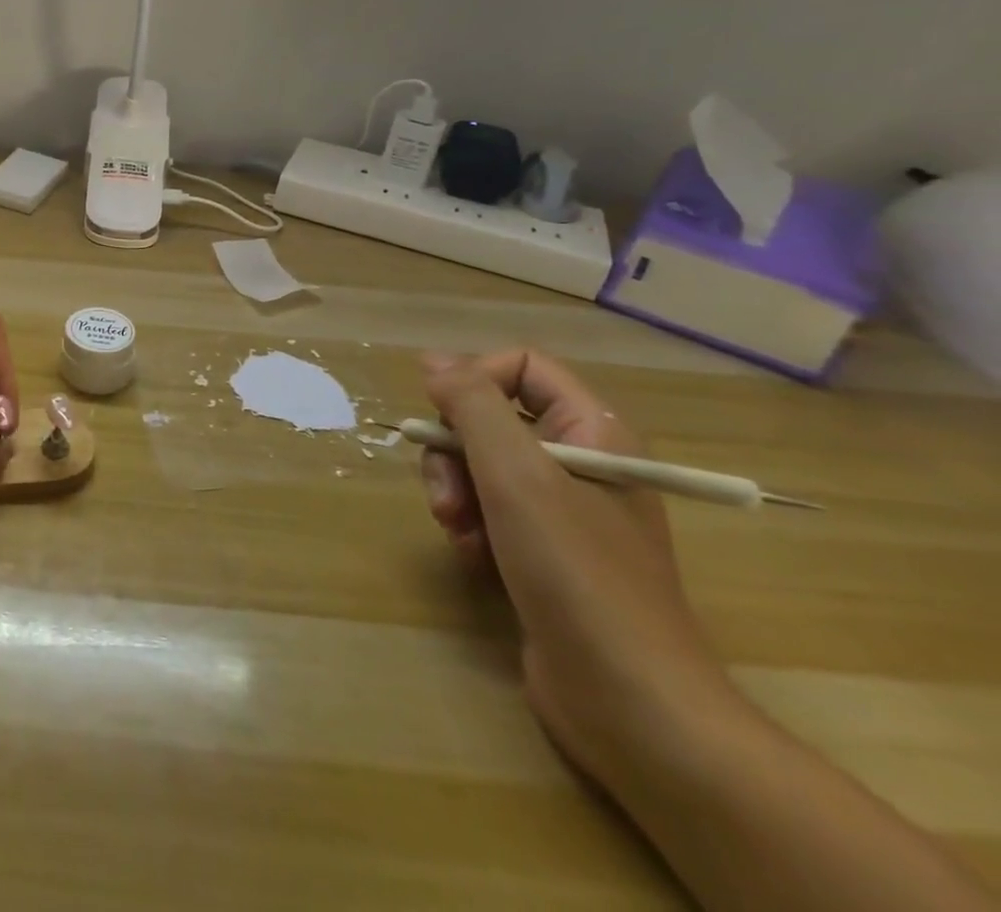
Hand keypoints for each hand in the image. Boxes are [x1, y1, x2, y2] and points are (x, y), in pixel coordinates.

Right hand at [420, 350, 740, 791]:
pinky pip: (490, 511)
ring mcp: (565, 511)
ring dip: (456, 492)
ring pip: (482, 466)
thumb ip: (472, 404)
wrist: (631, 703)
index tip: (440, 416)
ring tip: (458, 532)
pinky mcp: (545, 552)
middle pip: (492, 419)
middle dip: (455, 452)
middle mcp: (581, 461)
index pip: (522, 367)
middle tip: (447, 495)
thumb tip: (434, 360)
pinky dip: (471, 527)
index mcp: (594, 431)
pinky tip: (473, 557)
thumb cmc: (577, 572)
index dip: (474, 380)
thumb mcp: (516, 474)